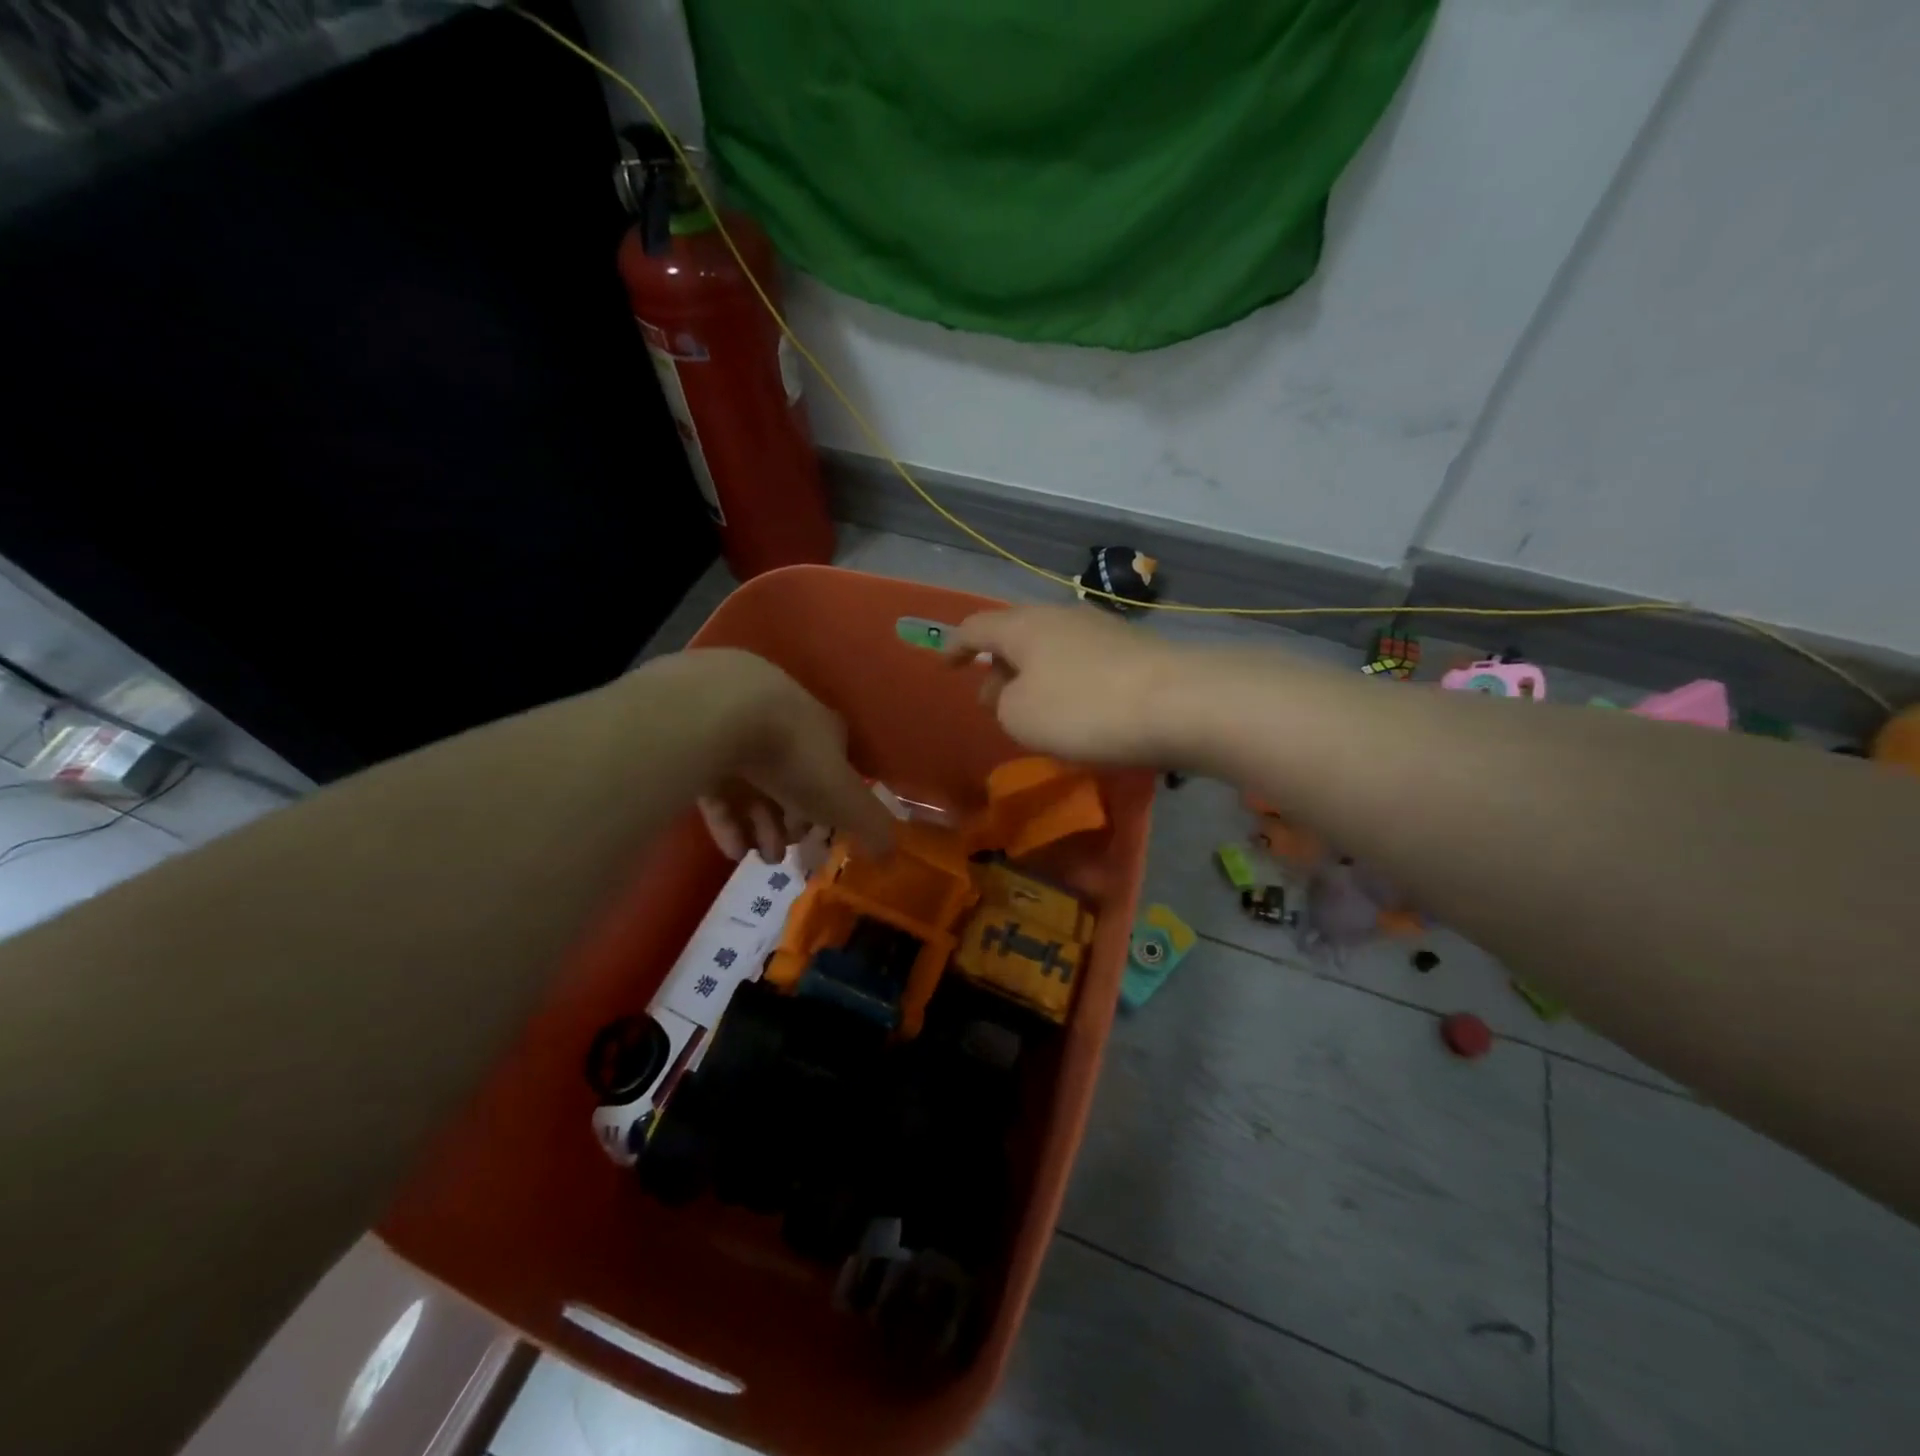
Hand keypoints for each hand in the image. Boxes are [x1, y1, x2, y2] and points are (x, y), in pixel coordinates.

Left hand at [642, 649, 894, 861]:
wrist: (722, 714)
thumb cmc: (796, 756)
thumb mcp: (845, 800)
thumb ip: (872, 827)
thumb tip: (893, 855)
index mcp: (825, 731)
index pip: (834, 774)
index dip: (830, 811)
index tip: (819, 841)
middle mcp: (785, 723)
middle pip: (792, 781)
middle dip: (791, 824)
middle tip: (783, 855)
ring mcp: (737, 727)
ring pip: (754, 784)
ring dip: (760, 827)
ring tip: (756, 858)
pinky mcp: (697, 738)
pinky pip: (716, 783)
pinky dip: (727, 818)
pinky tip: (730, 847)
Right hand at [948, 606, 1184, 764]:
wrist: (1178, 703)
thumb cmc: (1082, 708)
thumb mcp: (1019, 716)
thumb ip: (1002, 701)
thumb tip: (1013, 691)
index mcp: (1023, 625)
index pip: (976, 627)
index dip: (955, 645)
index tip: (946, 663)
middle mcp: (1060, 616)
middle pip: (1017, 635)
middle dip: (999, 666)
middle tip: (992, 702)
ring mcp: (1101, 628)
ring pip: (1052, 649)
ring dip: (1034, 676)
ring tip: (1033, 710)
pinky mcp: (1133, 648)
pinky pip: (1082, 662)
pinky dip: (1066, 682)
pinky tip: (1076, 710)